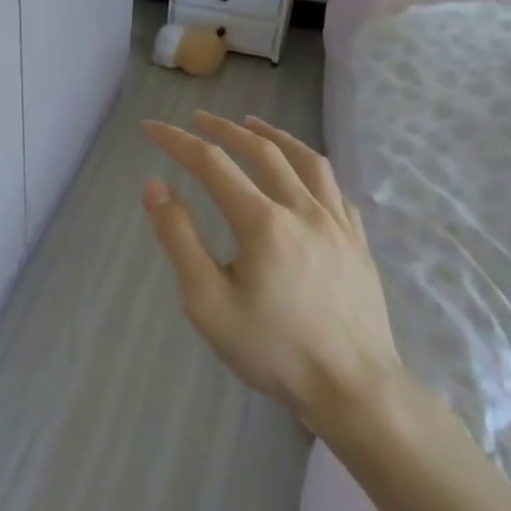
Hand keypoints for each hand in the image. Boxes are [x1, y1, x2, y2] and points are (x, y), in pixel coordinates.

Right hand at [140, 111, 403, 438]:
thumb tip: (155, 186)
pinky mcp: (359, 244)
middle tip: (198, 118)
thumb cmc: (274, 350)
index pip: (212, 163)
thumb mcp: (208, 302)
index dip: (177, 140)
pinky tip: (303, 175)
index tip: (151, 127)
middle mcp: (303, 210)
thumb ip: (179, 238)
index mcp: (263, 221)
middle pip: (261, 150)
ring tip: (252, 124)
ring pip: (307, 160)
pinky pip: (335, 189)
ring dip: (274, 136)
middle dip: (224, 129)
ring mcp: (338, 225)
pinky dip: (311, 169)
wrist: (356, 392)